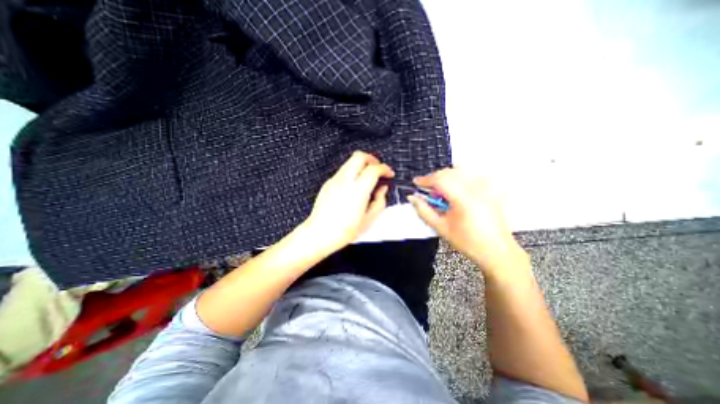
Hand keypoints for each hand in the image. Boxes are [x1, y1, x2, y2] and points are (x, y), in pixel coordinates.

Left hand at [301, 153, 396, 253]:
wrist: (319, 234)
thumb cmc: (345, 231)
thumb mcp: (369, 220)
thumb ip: (379, 201)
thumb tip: (382, 189)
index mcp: (358, 191)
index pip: (373, 169)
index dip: (384, 168)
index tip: (389, 174)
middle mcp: (345, 181)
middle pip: (359, 156)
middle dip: (372, 159)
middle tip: (378, 169)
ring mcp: (334, 180)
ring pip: (349, 161)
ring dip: (361, 164)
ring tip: (367, 177)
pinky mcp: (328, 183)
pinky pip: (343, 171)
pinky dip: (352, 172)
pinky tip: (354, 185)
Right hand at [410, 170, 526, 278]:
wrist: (496, 251)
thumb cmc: (468, 242)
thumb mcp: (441, 228)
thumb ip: (424, 211)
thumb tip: (413, 198)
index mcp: (464, 200)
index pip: (440, 180)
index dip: (425, 179)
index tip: (416, 183)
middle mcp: (476, 190)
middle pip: (450, 172)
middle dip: (435, 178)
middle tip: (427, 190)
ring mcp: (485, 189)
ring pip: (461, 171)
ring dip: (446, 177)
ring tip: (441, 191)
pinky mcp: (489, 191)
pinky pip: (471, 176)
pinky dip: (459, 178)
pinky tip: (456, 190)